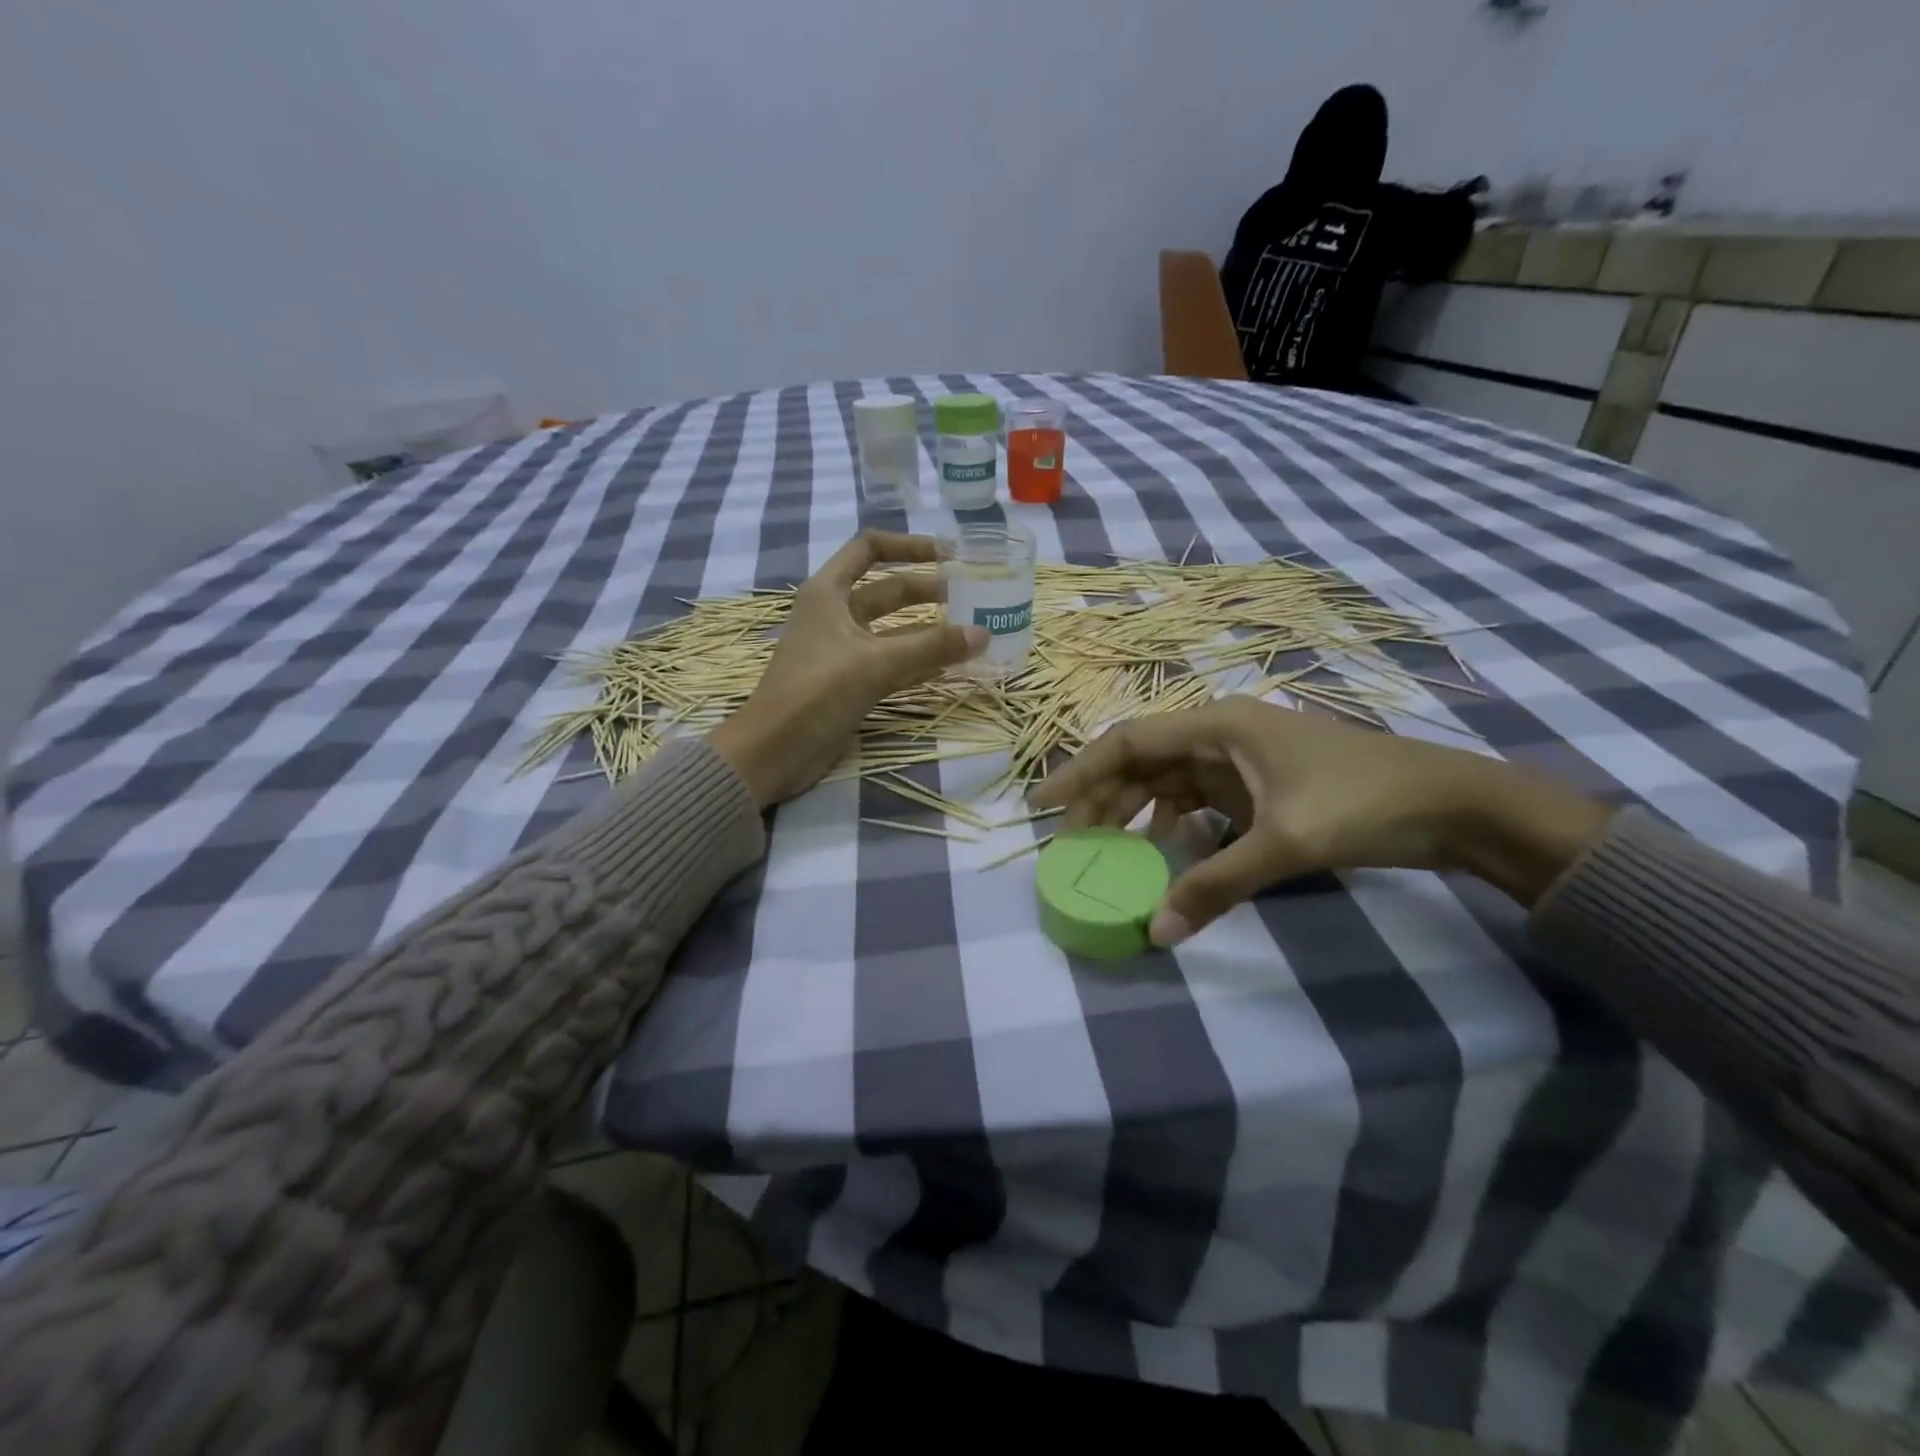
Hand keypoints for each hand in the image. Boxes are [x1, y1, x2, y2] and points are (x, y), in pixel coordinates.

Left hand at [707, 531, 986, 805]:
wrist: (775, 751)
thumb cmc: (817, 693)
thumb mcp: (876, 663)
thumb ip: (931, 646)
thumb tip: (983, 633)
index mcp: (828, 593)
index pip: (869, 549)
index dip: (909, 546)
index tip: (948, 555)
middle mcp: (834, 614)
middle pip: (888, 591)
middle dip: (928, 592)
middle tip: (972, 599)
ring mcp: (842, 651)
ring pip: (893, 631)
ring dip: (927, 631)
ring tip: (969, 633)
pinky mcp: (849, 682)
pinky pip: (891, 664)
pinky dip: (918, 663)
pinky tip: (949, 667)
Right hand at [1031, 697, 1613, 946]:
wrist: (1451, 803)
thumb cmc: (1362, 804)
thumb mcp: (1284, 844)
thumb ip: (1215, 885)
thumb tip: (1156, 934)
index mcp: (1218, 725)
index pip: (1129, 741)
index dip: (1081, 771)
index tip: (1043, 806)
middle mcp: (1220, 734)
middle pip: (1142, 761)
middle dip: (1103, 799)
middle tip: (1072, 844)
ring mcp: (1239, 759)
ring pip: (1167, 780)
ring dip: (1135, 811)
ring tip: (1107, 849)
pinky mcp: (1257, 784)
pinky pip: (1196, 799)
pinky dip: (1173, 822)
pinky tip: (1163, 850)